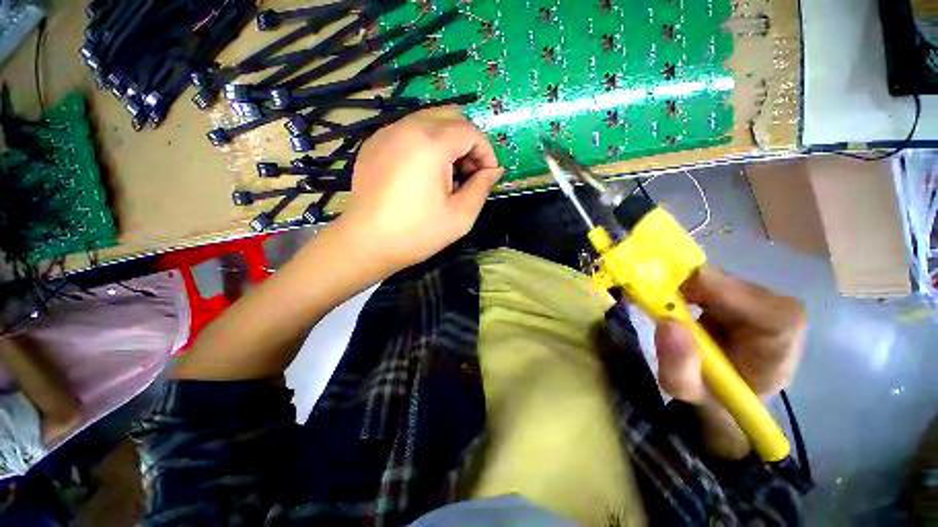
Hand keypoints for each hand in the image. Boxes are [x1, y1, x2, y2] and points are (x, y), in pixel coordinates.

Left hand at [337, 107, 503, 271]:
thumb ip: (482, 187)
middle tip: (468, 173)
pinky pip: (408, 131)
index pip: (471, 131)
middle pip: (451, 117)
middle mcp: (407, 128)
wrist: (366, 243)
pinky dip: (425, 143)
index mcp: (430, 144)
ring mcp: (386, 133)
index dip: (486, 152)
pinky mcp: (374, 144)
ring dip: (447, 141)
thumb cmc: (417, 233)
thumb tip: (494, 170)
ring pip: (429, 120)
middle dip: (468, 142)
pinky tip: (423, 173)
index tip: (487, 176)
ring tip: (447, 174)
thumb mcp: (460, 216)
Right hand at [654, 267, 806, 456]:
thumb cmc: (713, 396)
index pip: (760, 305)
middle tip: (653, 297)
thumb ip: (678, 366)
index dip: (716, 293)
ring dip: (683, 285)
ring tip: (659, 301)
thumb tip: (667, 324)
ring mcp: (760, 297)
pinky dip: (684, 283)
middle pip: (730, 282)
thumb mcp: (687, 391)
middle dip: (687, 286)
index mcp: (780, 342)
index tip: (673, 297)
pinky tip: (671, 298)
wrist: (725, 390)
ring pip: (715, 276)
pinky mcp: (741, 291)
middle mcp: (777, 311)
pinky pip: (708, 277)